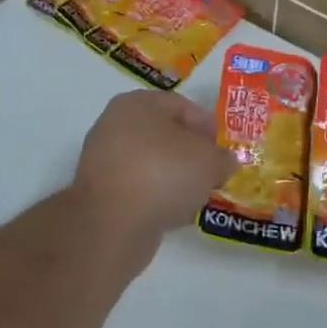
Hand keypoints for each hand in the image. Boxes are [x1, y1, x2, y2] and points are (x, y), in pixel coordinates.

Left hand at [71, 91, 237, 252]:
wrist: (112, 224)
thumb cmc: (163, 173)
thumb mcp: (208, 161)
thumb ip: (223, 158)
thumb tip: (226, 162)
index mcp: (137, 103)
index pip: (181, 106)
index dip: (208, 126)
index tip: (224, 148)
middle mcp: (115, 124)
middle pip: (164, 134)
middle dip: (191, 153)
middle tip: (213, 171)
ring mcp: (103, 159)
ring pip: (151, 163)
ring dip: (175, 176)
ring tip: (197, 195)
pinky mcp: (100, 193)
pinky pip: (138, 188)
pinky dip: (157, 196)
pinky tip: (176, 213)